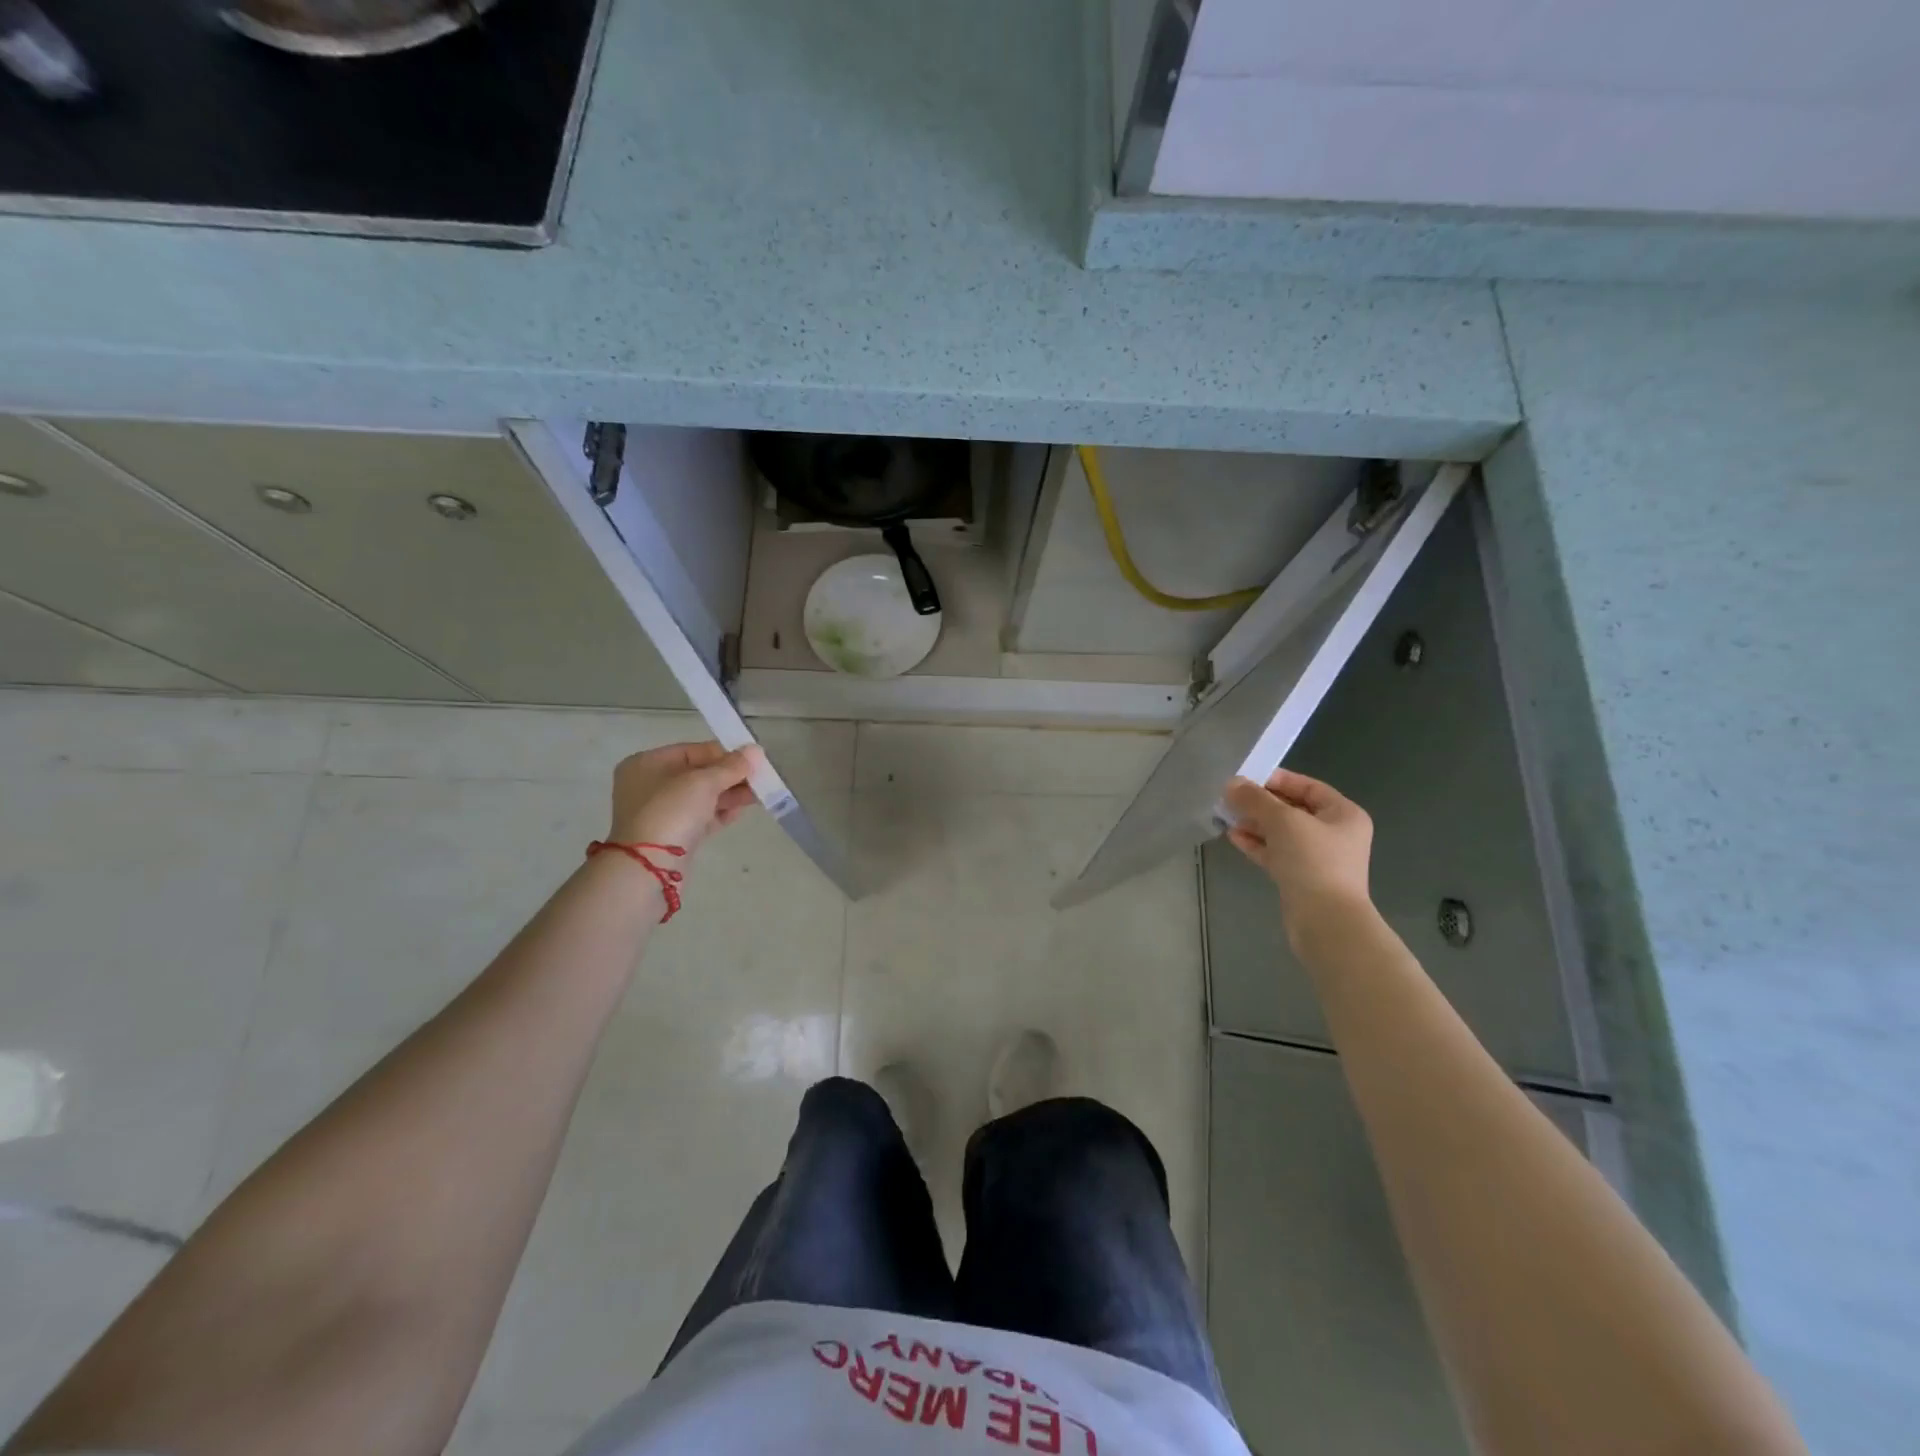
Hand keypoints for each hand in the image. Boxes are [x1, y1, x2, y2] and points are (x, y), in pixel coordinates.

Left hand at [608, 741, 762, 853]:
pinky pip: (700, 817)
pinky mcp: (671, 835)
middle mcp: (649, 785)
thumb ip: (731, 766)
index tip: (751, 760)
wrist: (649, 867)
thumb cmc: (671, 811)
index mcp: (647, 763)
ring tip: (758, 795)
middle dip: (730, 776)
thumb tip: (756, 750)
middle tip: (760, 779)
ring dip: (730, 794)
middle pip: (698, 774)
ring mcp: (660, 812)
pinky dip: (720, 813)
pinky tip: (740, 812)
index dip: (724, 754)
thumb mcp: (703, 782)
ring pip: (701, 797)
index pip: (692, 750)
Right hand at [1224, 769, 1374, 947]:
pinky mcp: (1302, 878)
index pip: (1307, 786)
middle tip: (1230, 798)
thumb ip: (1256, 799)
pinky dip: (1257, 844)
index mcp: (1343, 814)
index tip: (1245, 779)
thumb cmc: (1313, 862)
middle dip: (1260, 804)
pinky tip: (1233, 837)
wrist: (1326, 922)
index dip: (1277, 779)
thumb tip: (1232, 784)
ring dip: (1255, 824)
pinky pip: (1277, 853)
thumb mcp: (1283, 821)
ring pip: (1282, 833)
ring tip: (1226, 816)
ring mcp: (1318, 858)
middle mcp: (1334, 834)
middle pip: (1292, 809)